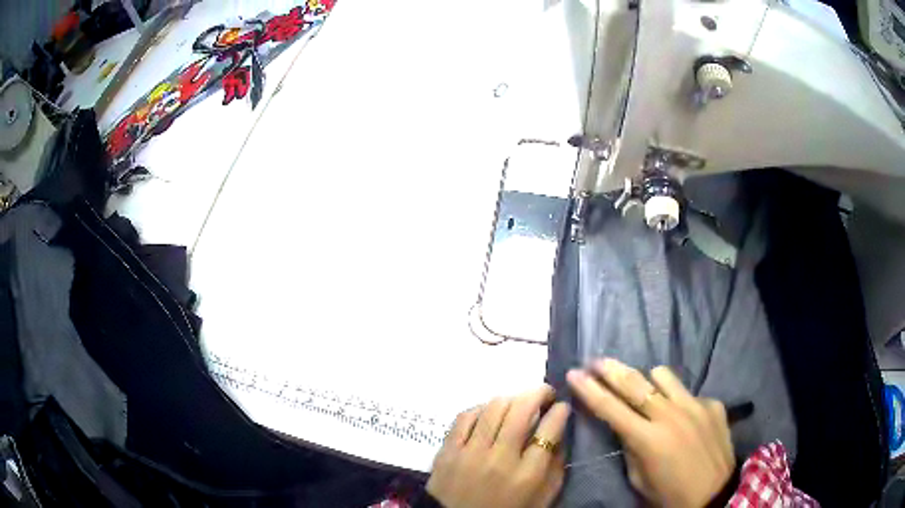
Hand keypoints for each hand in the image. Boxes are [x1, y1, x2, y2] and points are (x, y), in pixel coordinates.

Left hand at [426, 385, 570, 507]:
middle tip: (545, 394)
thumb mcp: (542, 498)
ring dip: (511, 399)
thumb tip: (560, 434)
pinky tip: (488, 413)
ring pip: (493, 407)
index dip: (560, 412)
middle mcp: (499, 459)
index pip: (550, 430)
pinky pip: (465, 416)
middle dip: (538, 393)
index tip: (562, 406)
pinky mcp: (447, 450)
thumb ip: (555, 468)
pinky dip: (481, 409)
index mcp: (527, 475)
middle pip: (521, 410)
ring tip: (517, 403)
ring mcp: (469, 453)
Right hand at [567, 359, 733, 507]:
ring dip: (648, 381)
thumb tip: (626, 425)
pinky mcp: (713, 404)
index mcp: (648, 439)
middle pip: (635, 383)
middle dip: (612, 369)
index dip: (589, 389)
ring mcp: (695, 405)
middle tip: (596, 360)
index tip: (574, 373)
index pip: (610, 408)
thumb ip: (631, 447)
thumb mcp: (639, 479)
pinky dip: (678, 400)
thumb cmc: (670, 494)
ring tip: (645, 390)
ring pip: (663, 376)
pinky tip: (683, 418)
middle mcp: (670, 415)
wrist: (715, 493)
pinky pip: (688, 393)